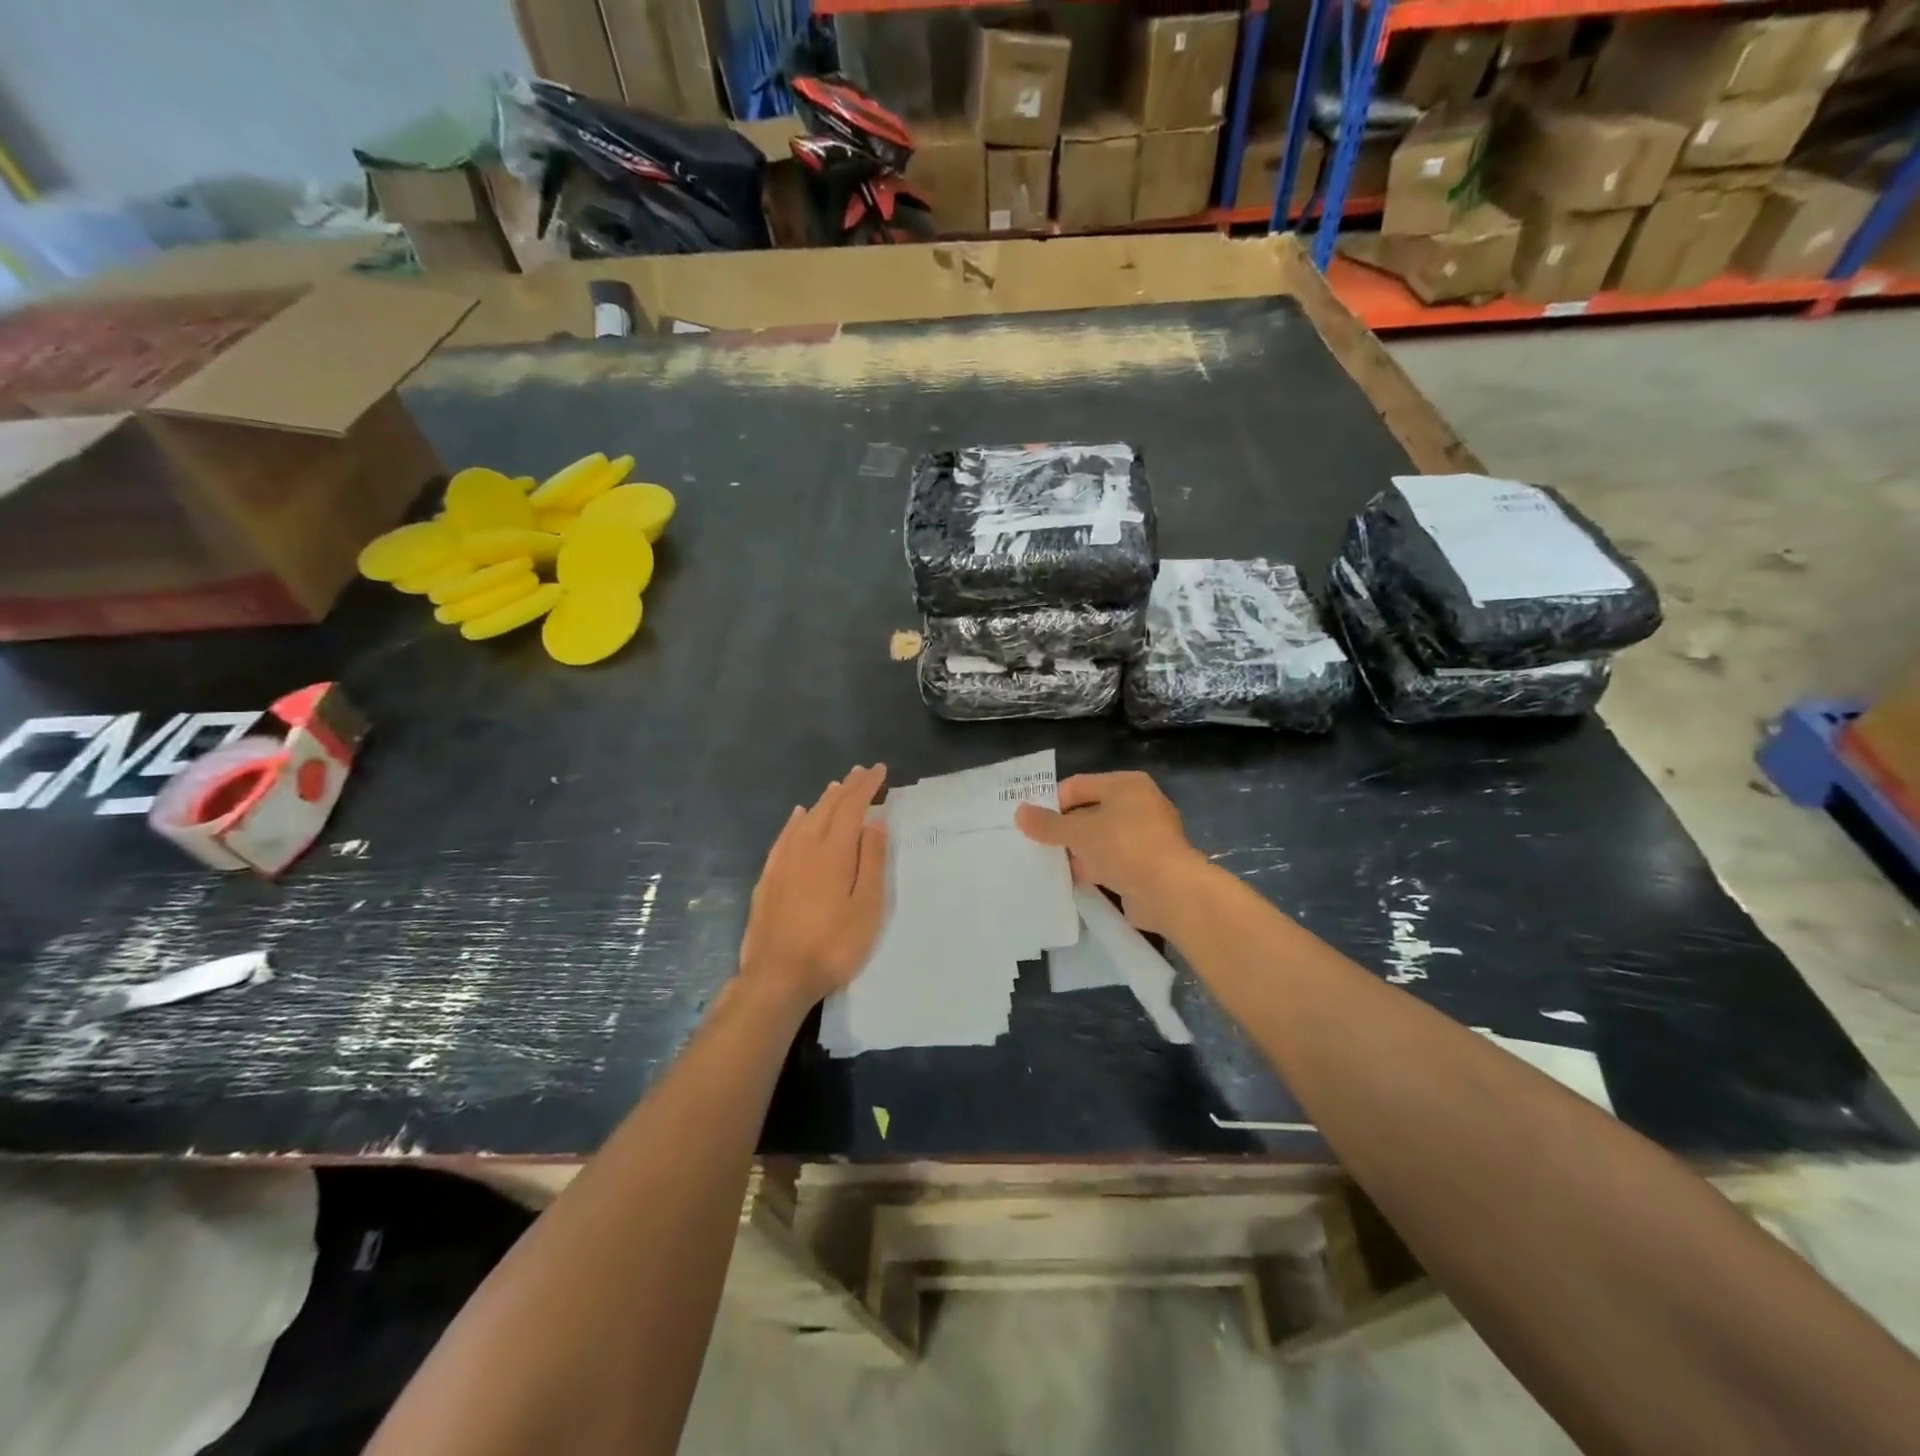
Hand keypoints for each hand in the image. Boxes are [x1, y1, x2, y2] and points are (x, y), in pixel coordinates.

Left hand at [738, 764, 888, 1010]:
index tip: (879, 770)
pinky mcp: (768, 878)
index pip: (852, 807)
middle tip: (861, 772)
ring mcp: (783, 862)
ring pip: (806, 819)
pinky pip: (784, 836)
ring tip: (836, 787)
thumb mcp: (866, 907)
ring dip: (823, 801)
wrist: (777, 976)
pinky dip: (795, 821)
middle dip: (846, 788)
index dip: (866, 786)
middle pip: (828, 808)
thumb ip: (871, 861)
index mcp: (834, 851)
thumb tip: (875, 821)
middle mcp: (806, 847)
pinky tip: (798, 816)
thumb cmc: (832, 945)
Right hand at [1015, 771, 1208, 934]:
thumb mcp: (1078, 832)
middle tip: (1036, 846)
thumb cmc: (1123, 847)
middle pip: (1089, 812)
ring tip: (1049, 865)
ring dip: (1077, 852)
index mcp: (1126, 785)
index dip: (1052, 803)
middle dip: (1064, 830)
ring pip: (1100, 839)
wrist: (1169, 891)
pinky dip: (1094, 868)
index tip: (1031, 824)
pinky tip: (1072, 881)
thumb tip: (1019, 813)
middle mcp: (1139, 804)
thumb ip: (1048, 824)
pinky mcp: (1147, 865)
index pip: (1078, 785)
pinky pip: (1112, 861)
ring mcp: (1146, 836)